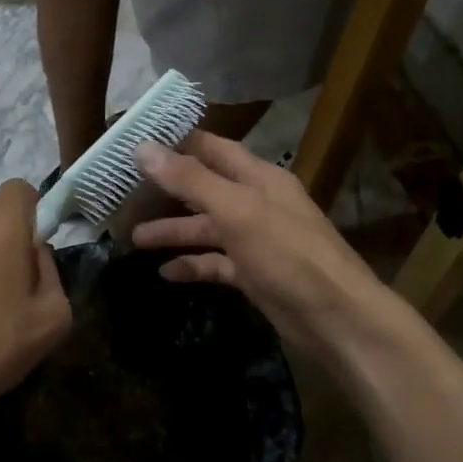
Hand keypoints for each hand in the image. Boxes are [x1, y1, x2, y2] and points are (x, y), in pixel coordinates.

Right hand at [131, 134, 430, 377]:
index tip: (138, 141)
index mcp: (259, 178)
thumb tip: (143, 148)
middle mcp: (257, 203)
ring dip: (174, 232)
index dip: (177, 143)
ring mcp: (256, 241)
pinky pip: (216, 263)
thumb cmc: (288, 254)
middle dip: (167, 191)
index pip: (212, 148)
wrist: (337, 320)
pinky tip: (165, 273)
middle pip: (205, 189)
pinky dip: (192, 265)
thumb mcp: (236, 210)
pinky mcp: (254, 275)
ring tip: (134, 239)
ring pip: (207, 228)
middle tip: (125, 194)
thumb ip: (190, 179)